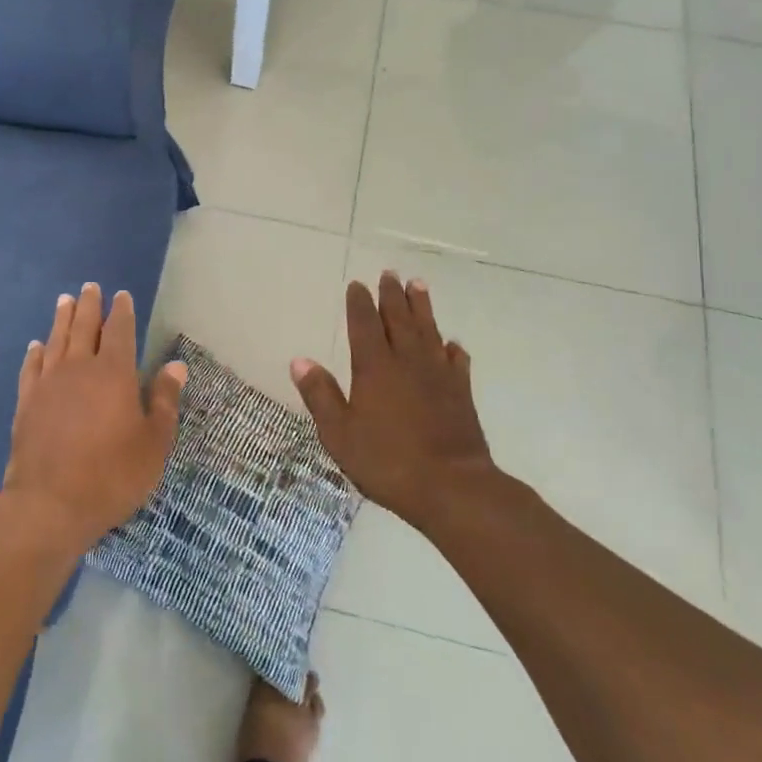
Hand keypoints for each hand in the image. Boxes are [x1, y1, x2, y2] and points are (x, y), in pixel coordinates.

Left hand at [3, 283, 186, 554]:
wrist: (49, 504)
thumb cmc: (112, 475)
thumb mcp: (153, 443)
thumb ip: (164, 400)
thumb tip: (176, 366)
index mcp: (114, 373)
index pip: (119, 331)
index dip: (121, 312)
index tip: (121, 295)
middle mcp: (79, 368)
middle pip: (83, 327)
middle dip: (88, 305)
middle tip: (90, 287)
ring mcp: (48, 384)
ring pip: (56, 340)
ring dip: (61, 319)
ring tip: (64, 301)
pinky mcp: (26, 402)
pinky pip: (31, 367)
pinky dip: (35, 353)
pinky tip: (36, 346)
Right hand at [290, 272, 496, 532]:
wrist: (453, 487)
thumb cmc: (387, 461)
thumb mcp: (339, 433)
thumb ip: (320, 395)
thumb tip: (299, 360)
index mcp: (374, 368)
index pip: (364, 325)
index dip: (360, 303)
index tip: (357, 284)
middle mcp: (407, 362)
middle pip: (399, 319)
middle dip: (392, 295)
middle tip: (390, 274)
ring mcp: (438, 376)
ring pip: (429, 331)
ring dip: (423, 308)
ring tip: (419, 286)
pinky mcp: (461, 393)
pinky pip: (457, 361)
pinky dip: (452, 349)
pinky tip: (452, 344)